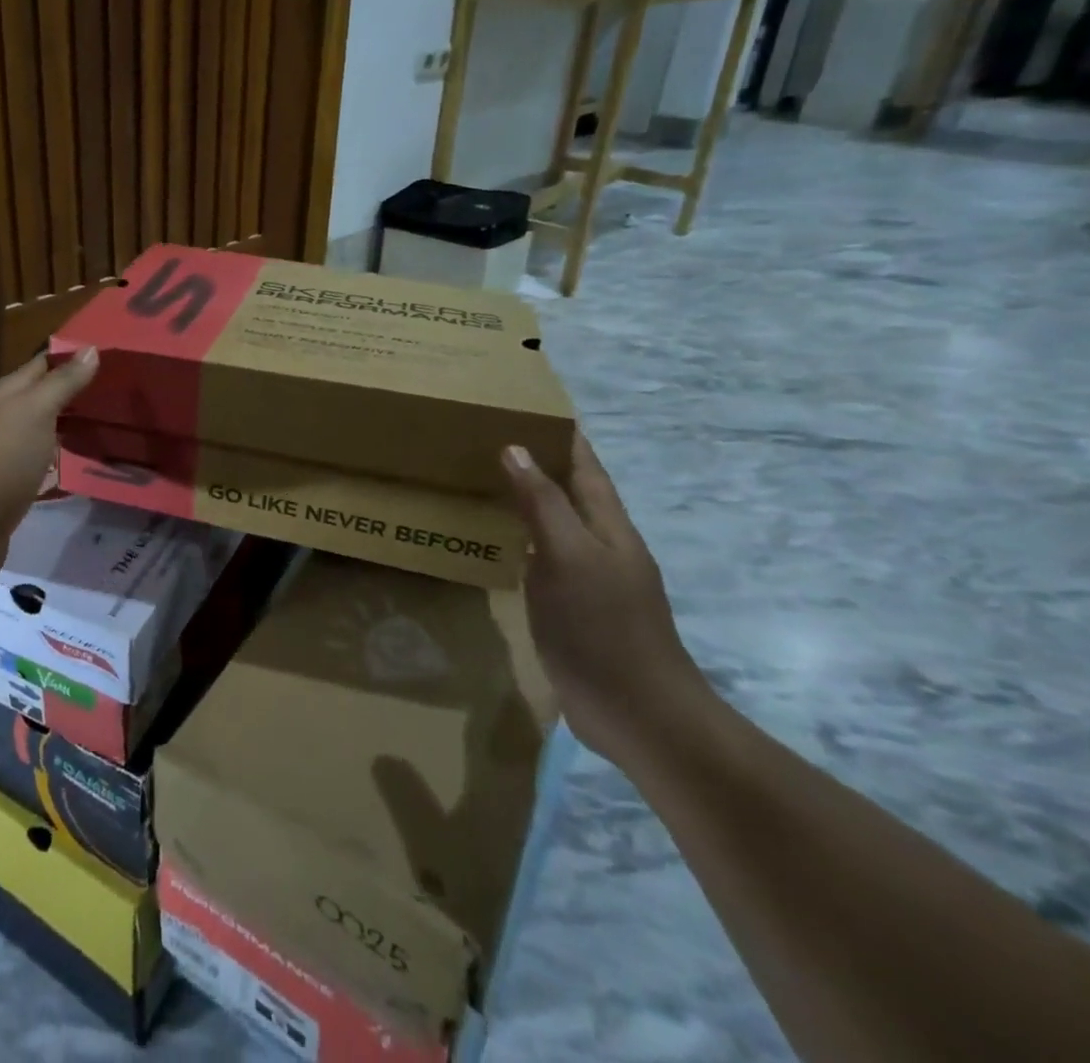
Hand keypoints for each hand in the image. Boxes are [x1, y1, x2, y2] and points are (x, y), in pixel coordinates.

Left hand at [0, 349, 99, 584]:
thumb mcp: (35, 411)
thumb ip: (61, 382)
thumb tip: (90, 349)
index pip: (34, 368)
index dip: (65, 360)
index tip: (100, 359)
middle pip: (29, 402)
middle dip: (63, 397)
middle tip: (105, 397)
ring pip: (28, 437)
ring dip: (55, 432)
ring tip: (94, 430)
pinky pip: (27, 469)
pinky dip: (47, 464)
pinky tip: (66, 469)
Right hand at [501, 432, 709, 768]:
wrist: (639, 716)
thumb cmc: (604, 628)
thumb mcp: (568, 557)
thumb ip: (543, 504)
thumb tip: (516, 448)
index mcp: (608, 527)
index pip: (585, 465)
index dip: (563, 434)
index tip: (529, 404)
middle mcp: (601, 545)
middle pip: (570, 491)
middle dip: (538, 461)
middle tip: (488, 436)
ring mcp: (589, 580)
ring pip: (554, 524)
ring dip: (526, 500)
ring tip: (481, 479)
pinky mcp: (572, 609)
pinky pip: (541, 558)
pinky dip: (518, 538)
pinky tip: (493, 541)